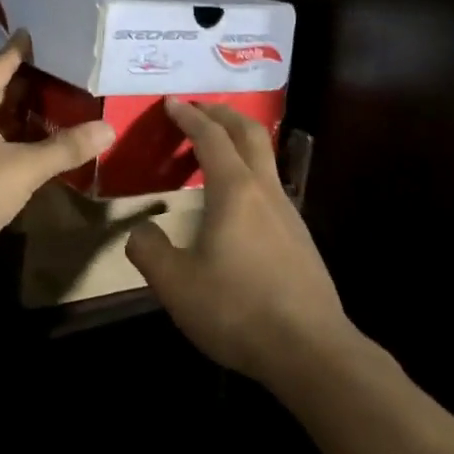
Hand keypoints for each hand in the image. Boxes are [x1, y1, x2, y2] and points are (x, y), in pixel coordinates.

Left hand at [0, 32, 115, 270]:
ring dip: (7, 115)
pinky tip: (13, 152)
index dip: (22, 50)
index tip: (35, 34)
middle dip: (21, 86)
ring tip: (42, 115)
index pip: (1, 62)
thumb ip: (64, 148)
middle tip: (55, 80)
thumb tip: (108, 128)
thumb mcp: (23, 169)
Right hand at [125, 98, 351, 380]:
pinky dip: (249, 171)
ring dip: (240, 141)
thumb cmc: (238, 310)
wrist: (311, 350)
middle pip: (249, 134)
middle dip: (223, 113)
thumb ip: (149, 250)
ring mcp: (289, 214)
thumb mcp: (176, 285)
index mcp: (234, 191)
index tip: (172, 102)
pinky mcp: (300, 238)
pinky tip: (237, 200)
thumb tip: (142, 231)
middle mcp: (265, 191)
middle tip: (199, 107)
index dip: (190, 116)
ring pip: (265, 159)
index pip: (211, 137)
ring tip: (216, 148)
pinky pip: (270, 186)